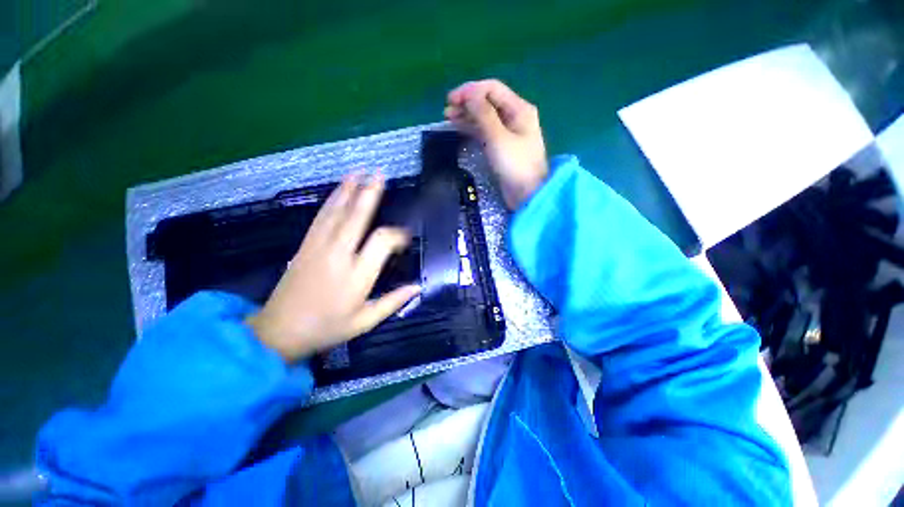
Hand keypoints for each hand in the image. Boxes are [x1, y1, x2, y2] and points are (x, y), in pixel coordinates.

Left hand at [247, 174, 421, 362]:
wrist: (279, 331)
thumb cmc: (327, 327)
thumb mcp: (364, 321)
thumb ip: (393, 302)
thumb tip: (418, 287)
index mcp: (356, 275)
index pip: (381, 242)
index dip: (397, 235)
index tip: (406, 238)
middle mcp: (339, 255)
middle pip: (356, 217)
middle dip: (370, 193)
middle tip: (379, 174)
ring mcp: (319, 247)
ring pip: (337, 212)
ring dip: (349, 190)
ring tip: (359, 172)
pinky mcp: (306, 245)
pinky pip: (321, 217)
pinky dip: (331, 201)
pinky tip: (338, 191)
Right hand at [445, 79, 548, 209]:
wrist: (526, 194)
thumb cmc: (515, 165)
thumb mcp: (498, 138)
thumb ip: (484, 114)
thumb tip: (469, 94)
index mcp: (519, 109)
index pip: (492, 89)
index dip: (470, 90)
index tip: (451, 100)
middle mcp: (514, 116)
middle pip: (488, 101)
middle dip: (467, 102)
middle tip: (447, 110)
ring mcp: (508, 132)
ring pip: (485, 117)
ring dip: (467, 115)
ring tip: (448, 118)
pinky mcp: (501, 146)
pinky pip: (485, 131)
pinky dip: (472, 128)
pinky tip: (459, 128)